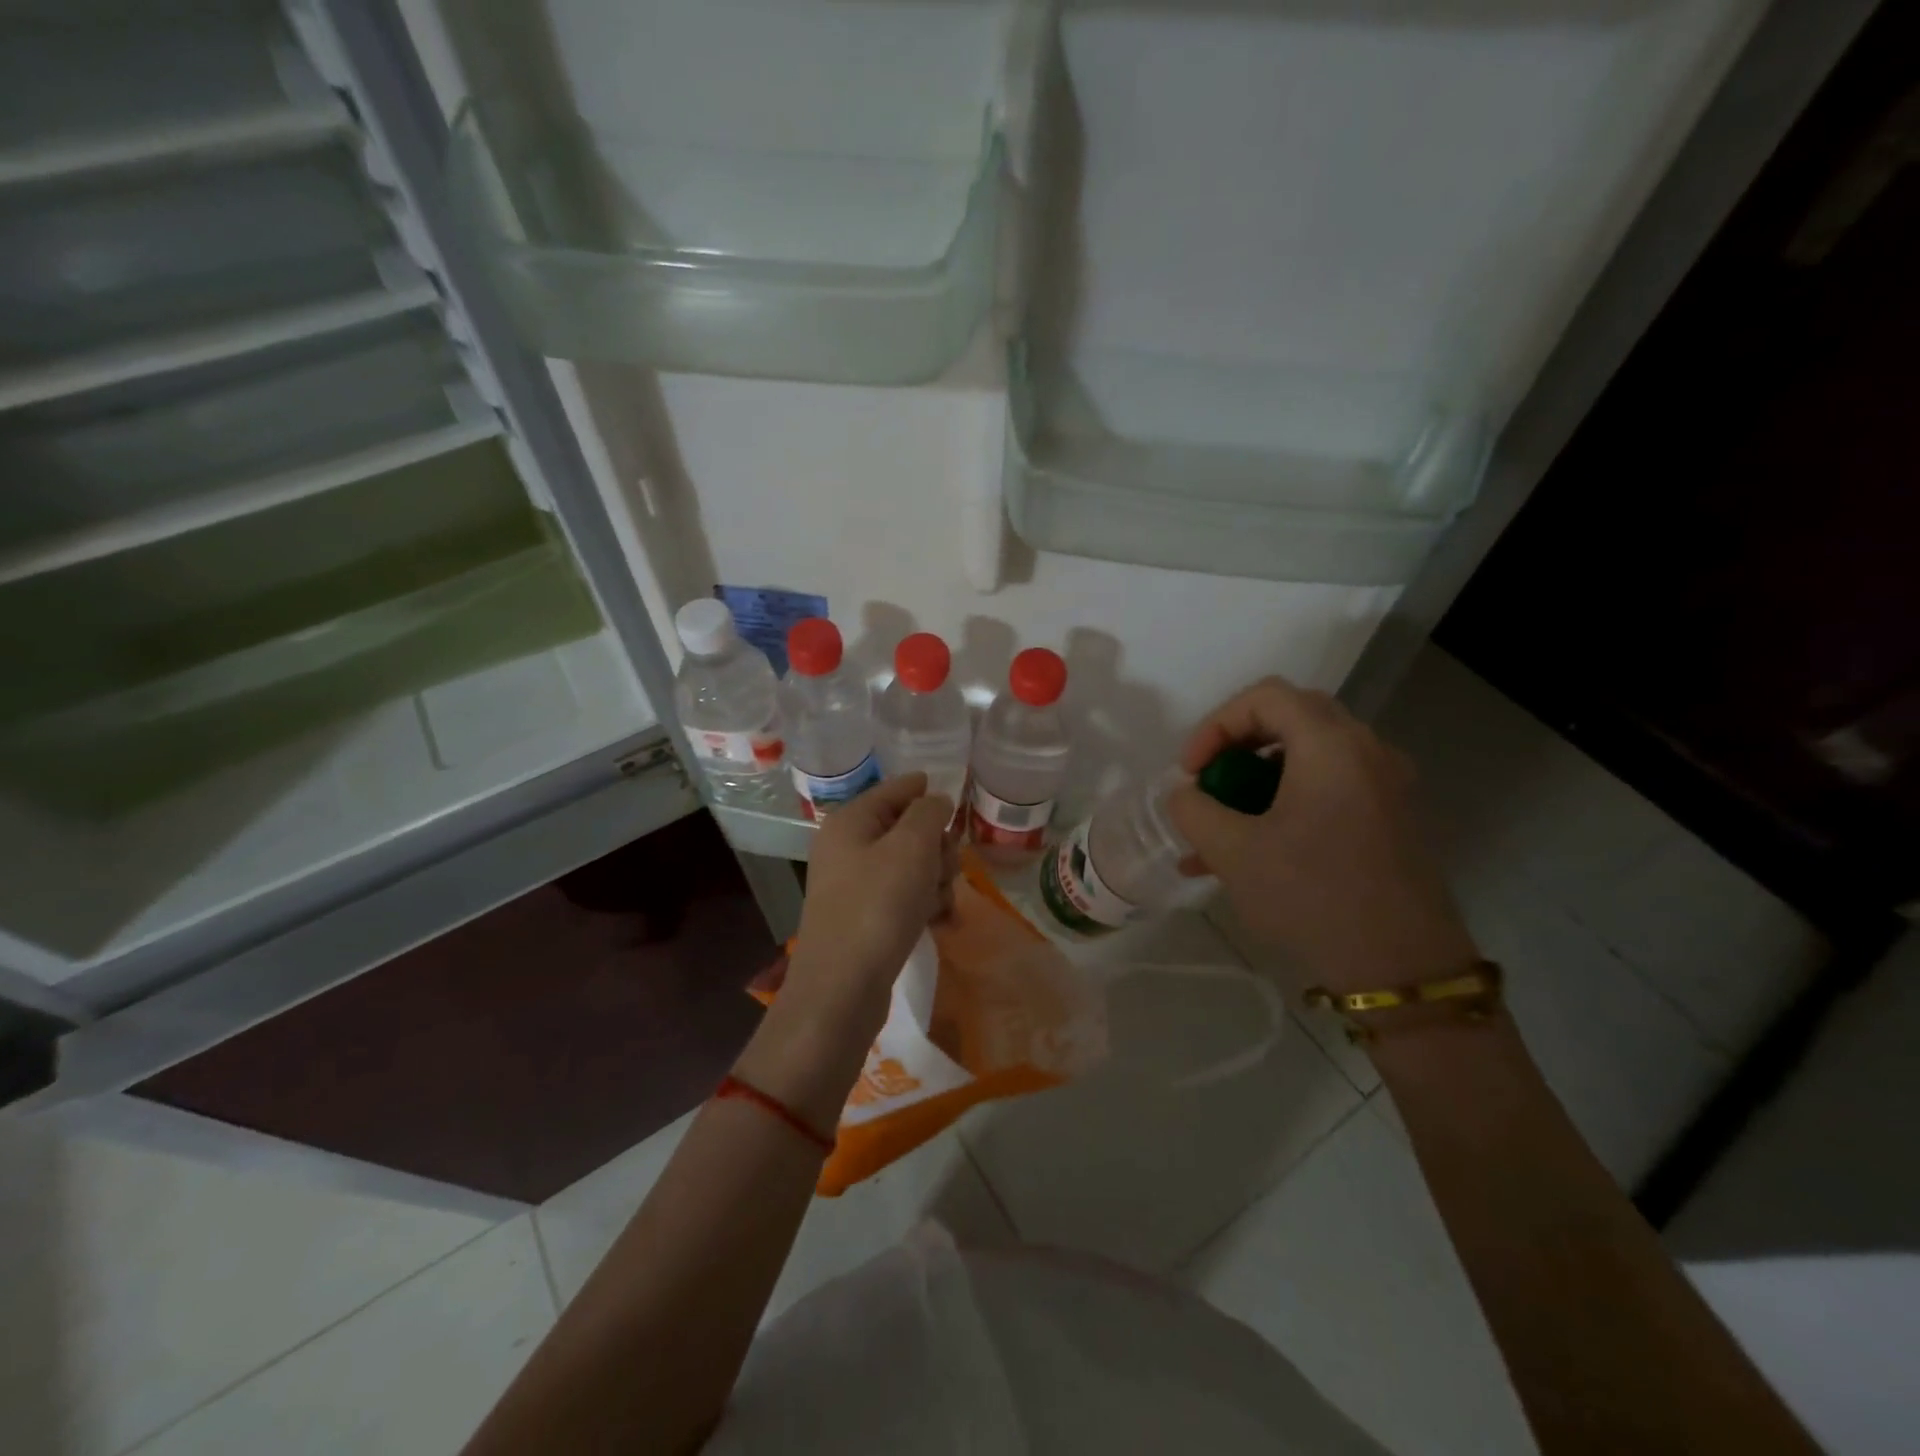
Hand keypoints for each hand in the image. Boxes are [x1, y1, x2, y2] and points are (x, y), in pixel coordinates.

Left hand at [783, 773, 956, 1038]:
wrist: (842, 988)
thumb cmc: (878, 906)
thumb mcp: (911, 847)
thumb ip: (929, 813)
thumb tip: (935, 800)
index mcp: (850, 821)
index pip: (895, 789)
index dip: (926, 791)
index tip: (956, 803)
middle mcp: (847, 848)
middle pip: (908, 829)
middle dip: (937, 847)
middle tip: (945, 868)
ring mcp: (855, 885)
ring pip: (912, 865)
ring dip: (936, 880)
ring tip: (941, 904)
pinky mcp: (865, 918)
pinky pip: (904, 897)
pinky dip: (925, 905)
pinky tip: (941, 923)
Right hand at [1165, 676, 1476, 993]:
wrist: (1403, 969)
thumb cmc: (1313, 896)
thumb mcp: (1233, 851)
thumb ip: (1194, 810)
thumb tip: (1185, 793)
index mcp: (1331, 745)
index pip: (1265, 697)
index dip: (1216, 725)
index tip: (1191, 772)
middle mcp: (1366, 751)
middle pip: (1290, 719)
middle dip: (1236, 748)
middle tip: (1209, 784)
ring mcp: (1385, 786)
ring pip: (1307, 759)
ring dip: (1256, 783)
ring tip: (1216, 833)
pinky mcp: (1391, 819)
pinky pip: (1328, 791)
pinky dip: (1285, 804)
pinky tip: (1250, 855)